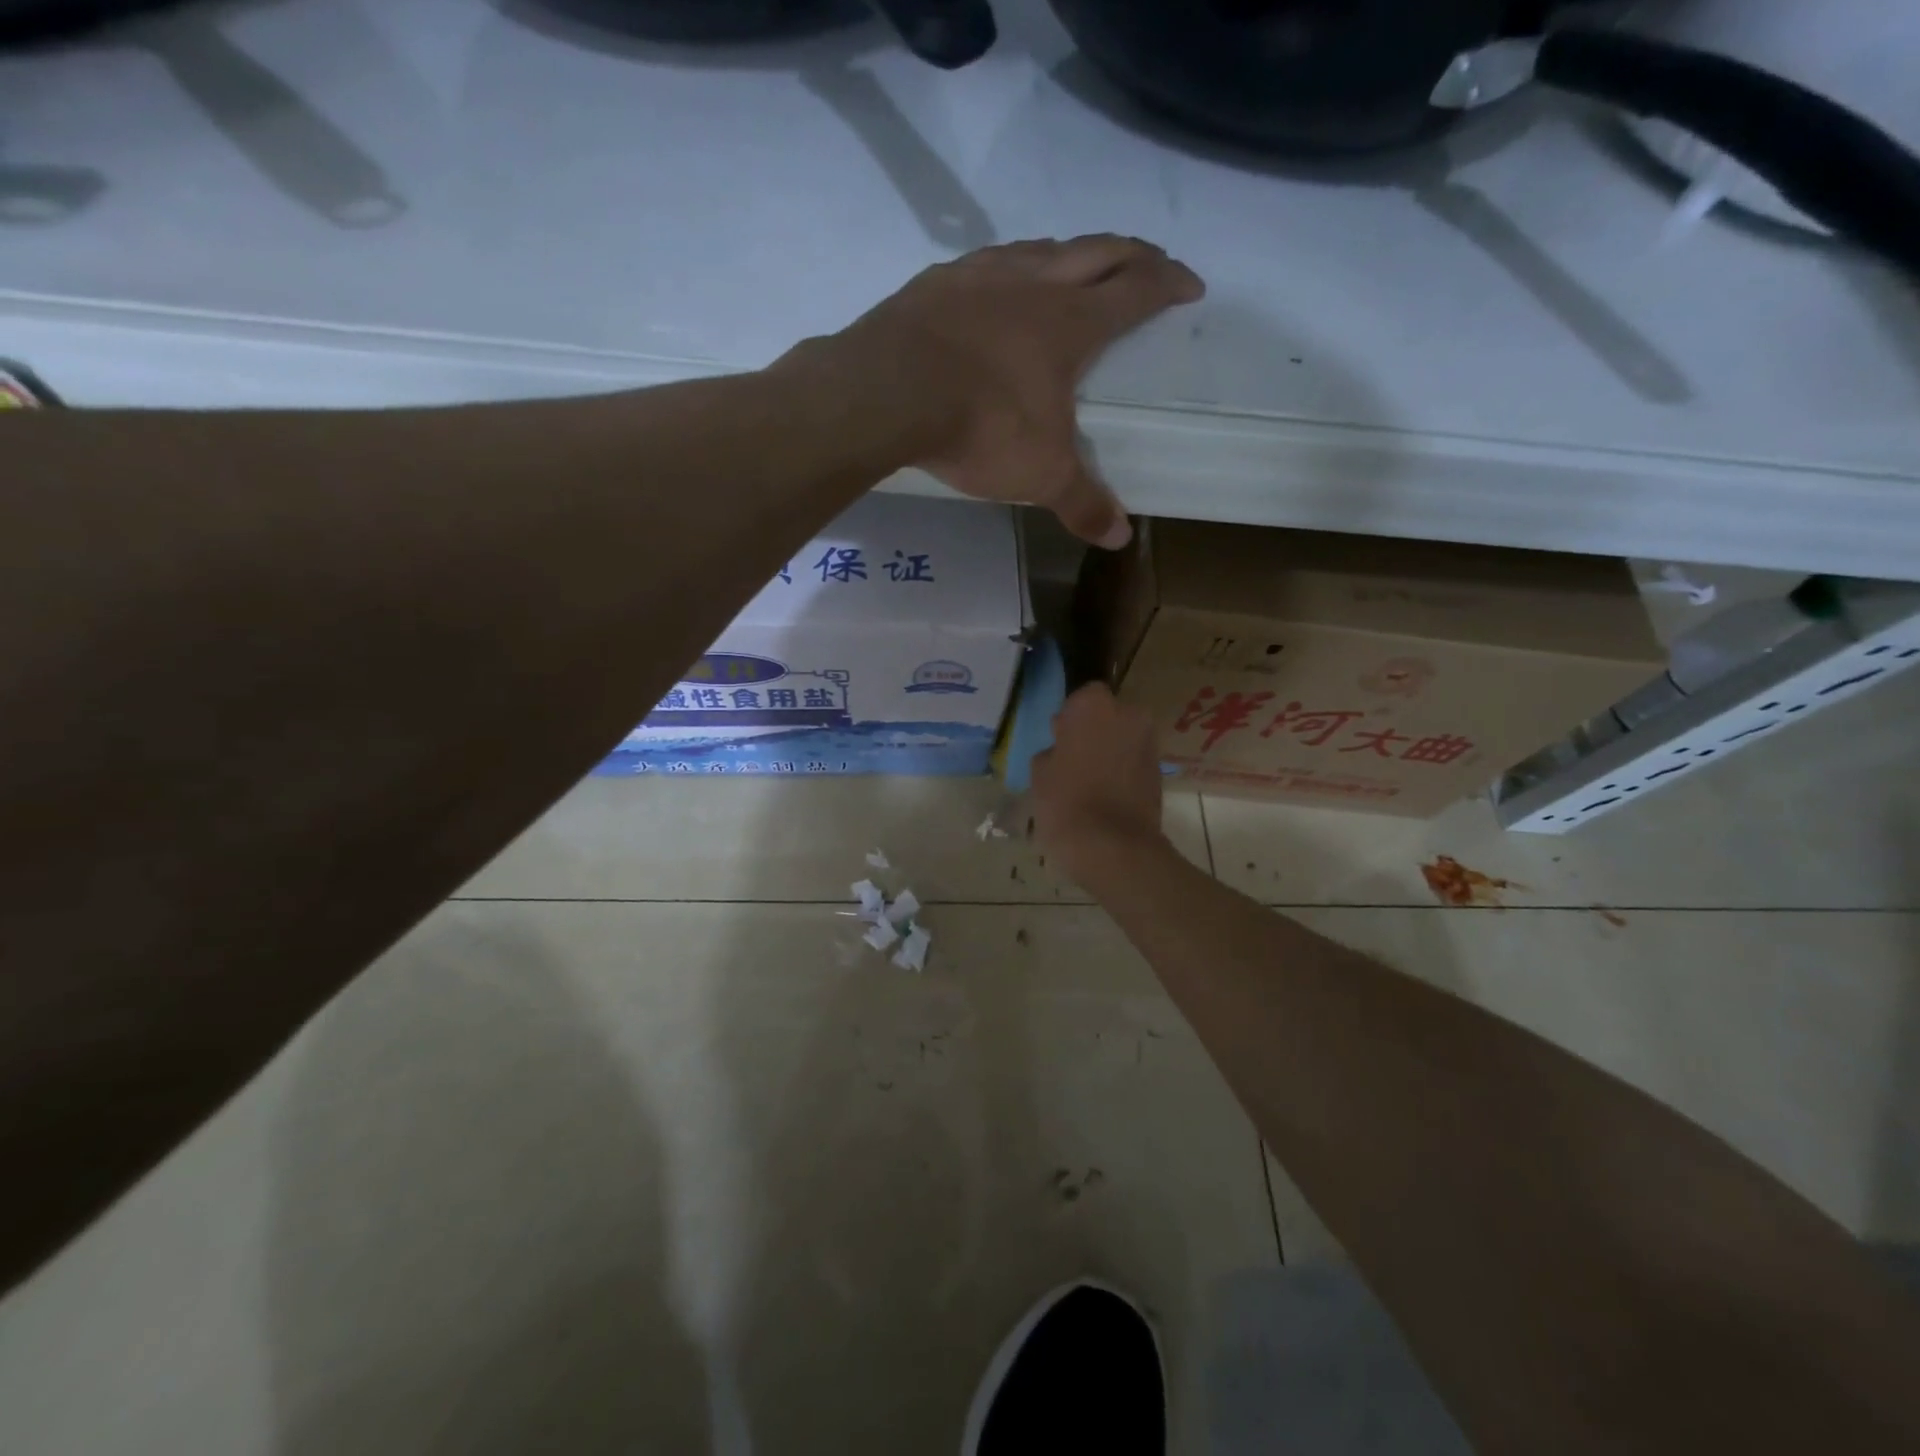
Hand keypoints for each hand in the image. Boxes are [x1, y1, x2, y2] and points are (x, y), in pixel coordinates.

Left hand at [830, 235, 1203, 547]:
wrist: (887, 392)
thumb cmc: (981, 426)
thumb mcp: (1040, 474)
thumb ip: (1082, 503)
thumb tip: (1120, 539)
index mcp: (1072, 321)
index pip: (1137, 289)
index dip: (1169, 283)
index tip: (1190, 286)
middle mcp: (1033, 282)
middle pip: (1099, 249)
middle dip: (1133, 254)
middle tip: (1152, 264)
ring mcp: (982, 274)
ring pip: (1042, 247)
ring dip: (1071, 253)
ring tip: (1079, 269)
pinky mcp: (936, 281)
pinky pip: (987, 262)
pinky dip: (1011, 268)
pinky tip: (999, 288)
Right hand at [1030, 682, 1168, 885]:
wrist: (1114, 847)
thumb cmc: (1066, 802)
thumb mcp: (1039, 773)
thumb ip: (1051, 751)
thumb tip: (1060, 750)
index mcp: (1094, 705)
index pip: (1081, 698)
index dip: (1070, 718)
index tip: (1059, 740)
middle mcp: (1129, 714)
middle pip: (1108, 716)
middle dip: (1094, 732)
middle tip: (1073, 760)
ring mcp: (1149, 743)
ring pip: (1123, 739)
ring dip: (1109, 752)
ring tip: (1089, 782)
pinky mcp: (1160, 772)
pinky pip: (1134, 762)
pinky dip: (1123, 772)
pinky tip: (1106, 795)